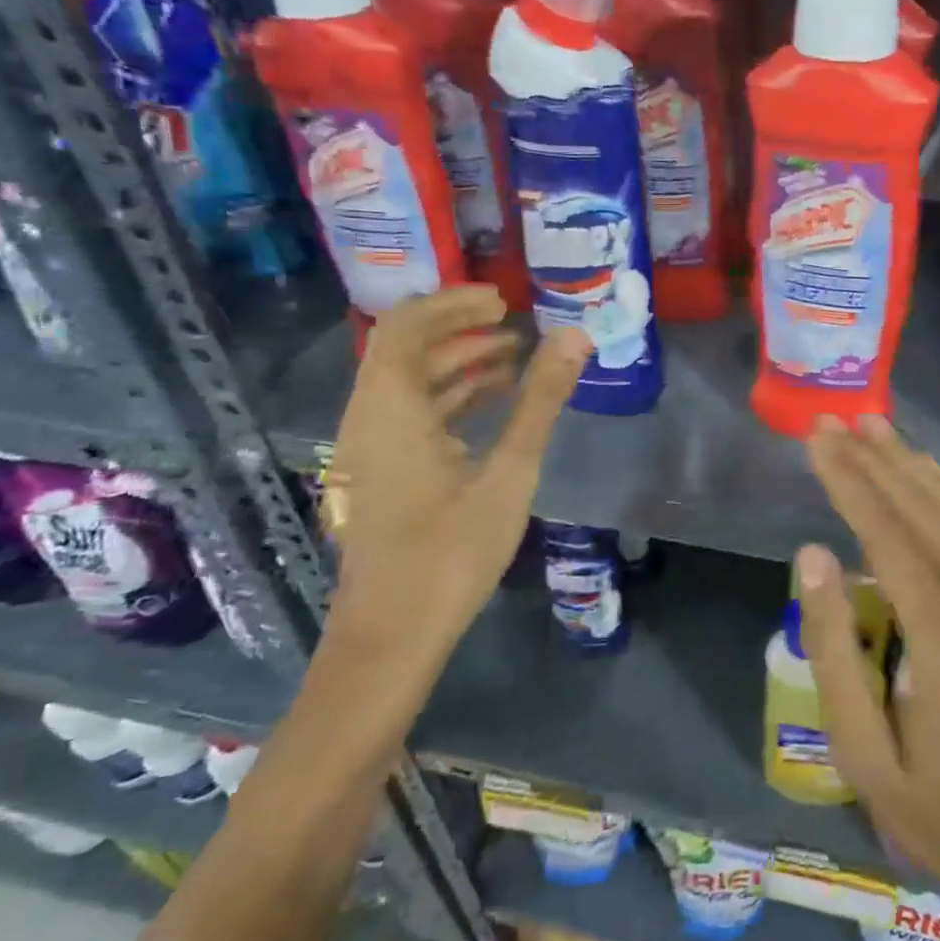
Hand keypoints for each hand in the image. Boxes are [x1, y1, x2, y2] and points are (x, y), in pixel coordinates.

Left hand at [321, 288, 589, 671]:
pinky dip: (446, 401)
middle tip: (515, 326)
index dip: (452, 303)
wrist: (391, 639)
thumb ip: (540, 400)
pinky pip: (406, 417)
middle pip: (405, 351)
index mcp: (388, 409)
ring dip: (455, 366)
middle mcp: (365, 420)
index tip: (502, 301)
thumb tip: (575, 338)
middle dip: (460, 331)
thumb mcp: (509, 471)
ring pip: (406, 386)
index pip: (406, 325)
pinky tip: (488, 410)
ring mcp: (364, 451)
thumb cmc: (451, 552)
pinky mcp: (374, 477)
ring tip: (513, 363)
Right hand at [797, 416, 939, 940]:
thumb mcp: (863, 753)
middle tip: (839, 421)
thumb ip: (834, 648)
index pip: (891, 539)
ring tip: (880, 430)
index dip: (852, 484)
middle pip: (930, 514)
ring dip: (920, 468)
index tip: (820, 442)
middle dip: (879, 462)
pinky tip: (931, 478)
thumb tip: (812, 556)